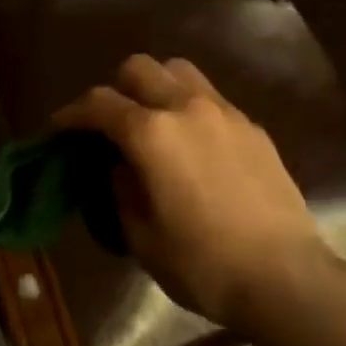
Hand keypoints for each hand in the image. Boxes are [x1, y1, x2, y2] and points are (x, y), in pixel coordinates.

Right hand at [56, 55, 330, 328]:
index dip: (72, 113)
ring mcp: (224, 112)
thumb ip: (121, 190)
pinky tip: (193, 145)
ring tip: (153, 122)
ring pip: (179, 71)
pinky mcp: (252, 127)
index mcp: (151, 134)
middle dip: (115, 89)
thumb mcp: (142, 237)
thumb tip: (119, 166)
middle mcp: (185, 108)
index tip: (60, 127)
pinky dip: (189, 107)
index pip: (99, 104)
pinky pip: (210, 98)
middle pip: (139, 68)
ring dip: (156, 86)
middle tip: (110, 124)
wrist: (285, 277)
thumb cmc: (203, 265)